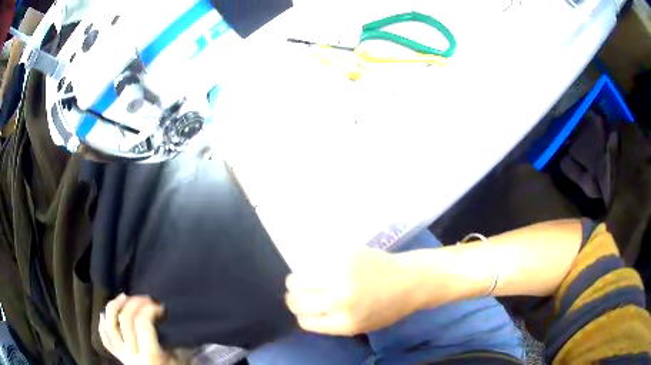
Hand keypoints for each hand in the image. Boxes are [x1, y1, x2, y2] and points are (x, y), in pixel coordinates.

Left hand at [99, 294, 177, 364]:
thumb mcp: (180, 359)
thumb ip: (172, 340)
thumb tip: (165, 316)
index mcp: (150, 357)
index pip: (142, 324)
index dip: (149, 309)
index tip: (159, 305)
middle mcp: (132, 355)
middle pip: (125, 320)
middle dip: (134, 303)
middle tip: (145, 297)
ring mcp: (122, 356)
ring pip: (110, 327)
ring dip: (114, 307)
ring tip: (122, 297)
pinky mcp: (118, 357)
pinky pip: (105, 339)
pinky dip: (102, 325)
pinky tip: (105, 314)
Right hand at [285, 248, 420, 335]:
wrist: (410, 280)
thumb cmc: (388, 308)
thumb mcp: (359, 326)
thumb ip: (330, 323)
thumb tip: (304, 311)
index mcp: (344, 322)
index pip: (304, 321)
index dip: (302, 315)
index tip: (306, 309)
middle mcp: (339, 299)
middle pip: (295, 300)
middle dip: (295, 298)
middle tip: (303, 293)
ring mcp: (339, 274)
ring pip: (296, 279)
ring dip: (297, 281)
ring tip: (306, 279)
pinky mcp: (342, 253)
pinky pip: (311, 261)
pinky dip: (310, 266)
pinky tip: (320, 266)